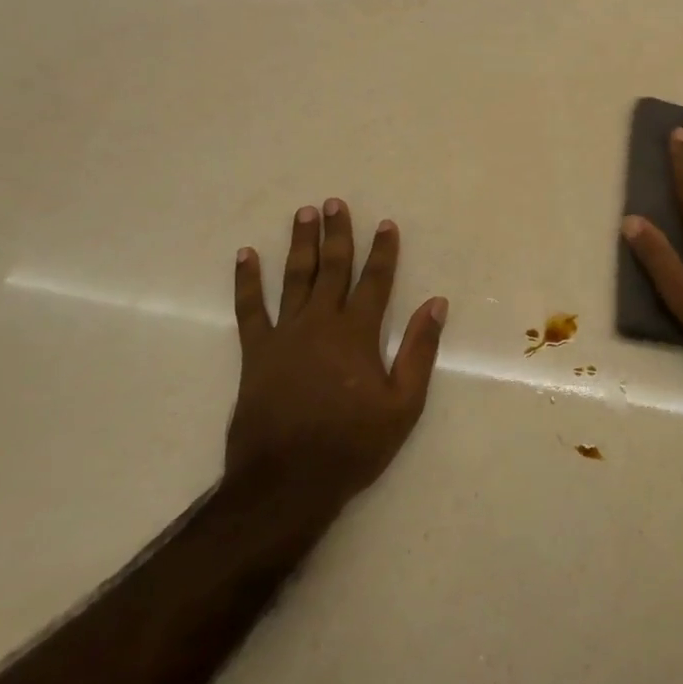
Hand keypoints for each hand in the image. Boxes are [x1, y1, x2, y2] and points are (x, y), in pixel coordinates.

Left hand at [229, 199, 446, 519]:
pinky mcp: (256, 353)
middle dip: (337, 234)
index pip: (375, 281)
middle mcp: (321, 323)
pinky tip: (246, 256)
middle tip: (335, 203)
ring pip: (294, 278)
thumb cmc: (353, 445)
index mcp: (358, 334)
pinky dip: (247, 281)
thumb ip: (419, 350)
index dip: (383, 251)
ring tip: (304, 213)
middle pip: (332, 268)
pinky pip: (249, 309)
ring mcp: (284, 335)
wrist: (287, 481)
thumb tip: (436, 303)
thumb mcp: (403, 404)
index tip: (385, 223)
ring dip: (300, 244)